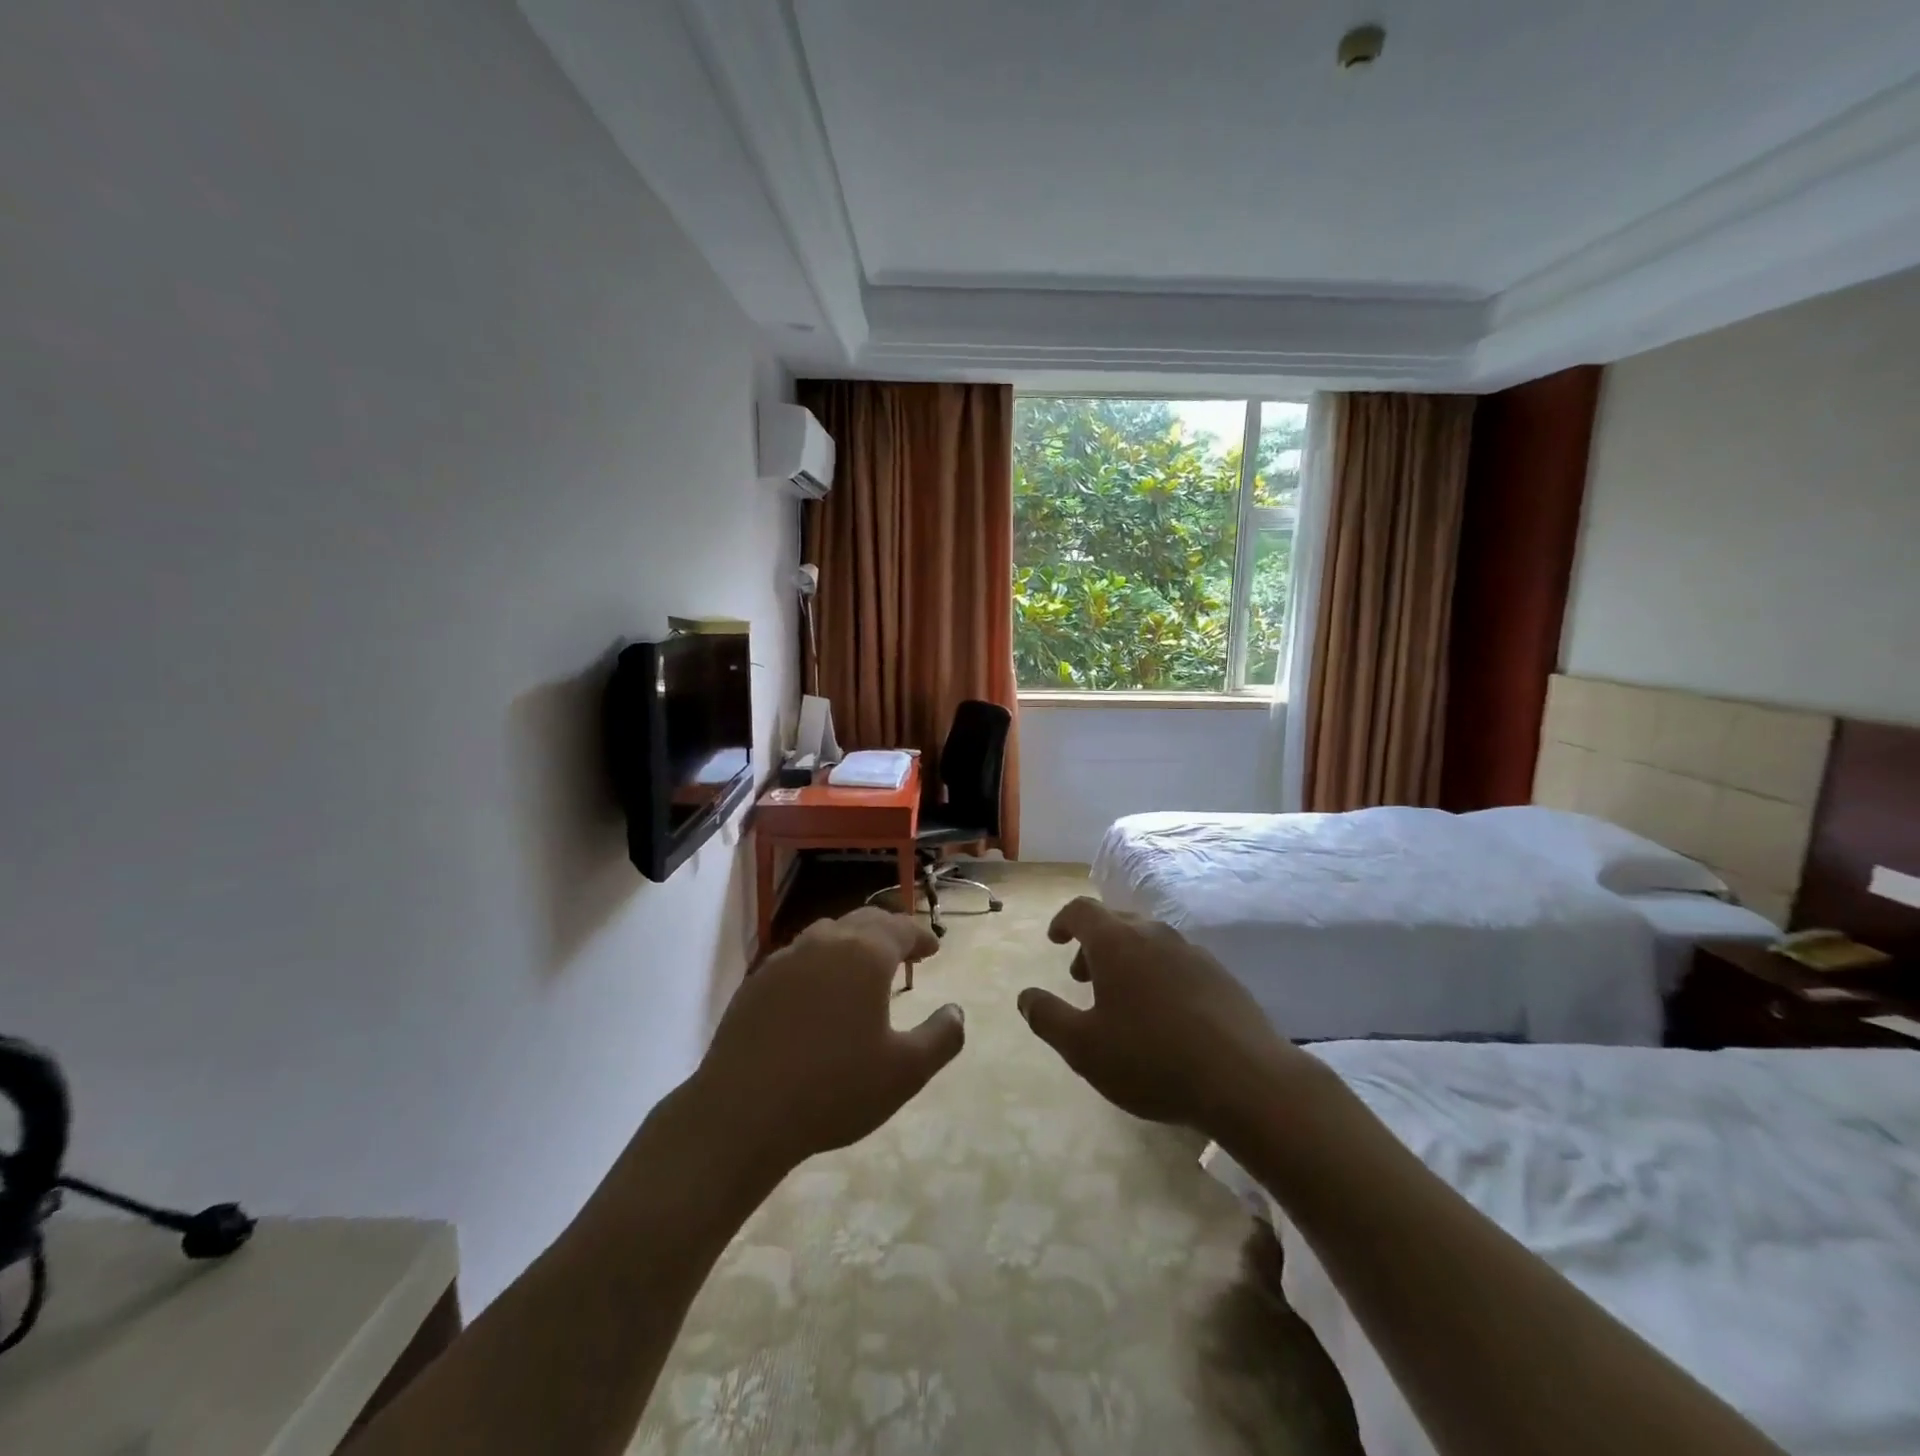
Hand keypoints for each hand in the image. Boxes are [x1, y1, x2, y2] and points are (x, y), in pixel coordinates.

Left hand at [688, 908, 964, 1179]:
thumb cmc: (834, 1089)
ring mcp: (785, 959)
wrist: (742, 1113)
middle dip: (889, 931)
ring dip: (852, 943)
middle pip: (864, 921)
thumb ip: (942, 1037)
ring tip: (862, 968)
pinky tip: (817, 994)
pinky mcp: (756, 982)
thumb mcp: (906, 1072)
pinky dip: (819, 963)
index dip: (920, 936)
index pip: (900, 928)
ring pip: (827, 934)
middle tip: (905, 951)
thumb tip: (956, 1011)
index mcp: (864, 954)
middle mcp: (825, 943)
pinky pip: (797, 958)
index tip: (933, 949)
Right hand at [1017, 897, 1305, 1134]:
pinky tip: (1164, 1015)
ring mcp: (1192, 952)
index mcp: (1117, 942)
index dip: (1063, 921)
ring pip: (1148, 941)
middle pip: (1116, 922)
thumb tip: (1025, 996)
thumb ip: (1047, 1017)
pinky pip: (1176, 961)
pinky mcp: (1220, 975)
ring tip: (1122, 1001)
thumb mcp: (1084, 1048)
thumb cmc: (1151, 1059)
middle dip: (1093, 945)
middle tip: (1082, 979)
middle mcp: (1155, 934)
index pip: (1082, 910)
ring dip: (1126, 960)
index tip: (1055, 940)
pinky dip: (1157, 974)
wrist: (1246, 1080)